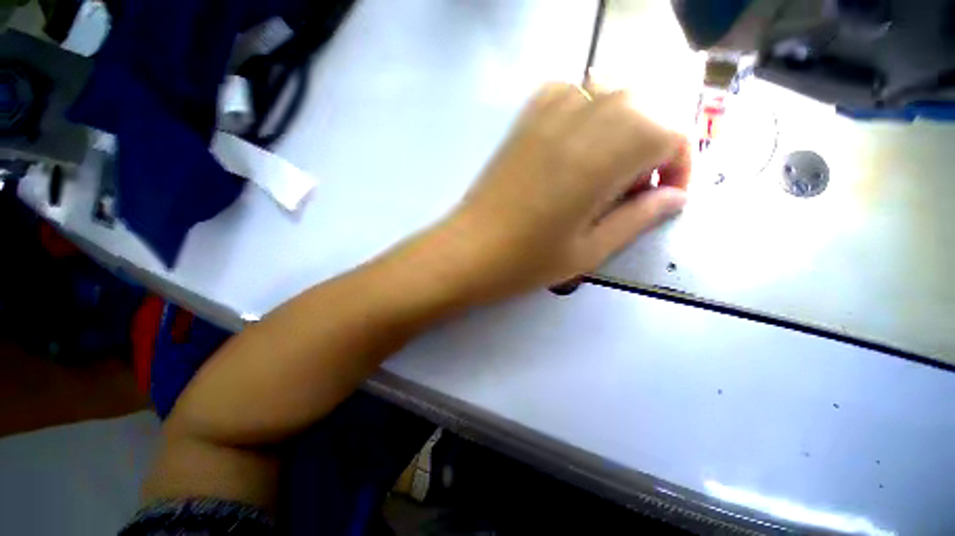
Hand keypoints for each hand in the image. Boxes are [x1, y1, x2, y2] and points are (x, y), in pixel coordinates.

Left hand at [431, 82, 690, 301]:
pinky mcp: (522, 123)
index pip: (670, 132)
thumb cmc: (525, 261)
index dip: (680, 165)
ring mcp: (544, 117)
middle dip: (654, 145)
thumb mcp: (589, 251)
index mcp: (600, 158)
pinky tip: (576, 147)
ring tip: (605, 170)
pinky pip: (568, 93)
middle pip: (643, 106)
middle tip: (633, 190)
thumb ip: (638, 219)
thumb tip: (675, 198)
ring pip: (608, 93)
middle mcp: (578, 123)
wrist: (468, 252)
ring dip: (623, 127)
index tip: (665, 198)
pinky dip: (586, 111)